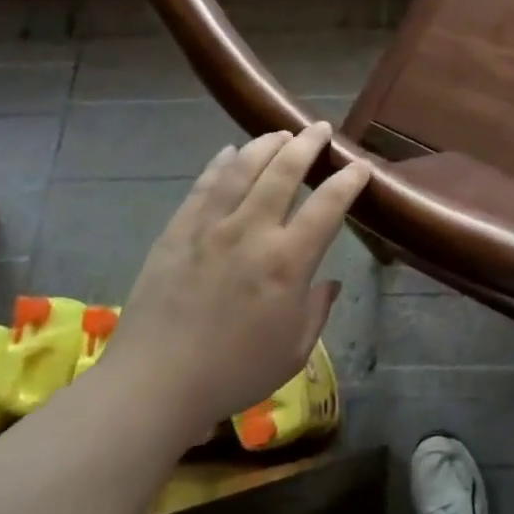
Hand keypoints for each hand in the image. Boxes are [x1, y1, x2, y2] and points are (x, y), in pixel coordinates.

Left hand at [112, 122, 370, 428]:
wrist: (154, 384)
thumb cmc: (234, 373)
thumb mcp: (294, 350)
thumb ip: (317, 309)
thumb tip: (330, 282)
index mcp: (288, 261)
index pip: (328, 205)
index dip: (348, 180)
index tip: (359, 166)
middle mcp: (252, 231)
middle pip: (284, 171)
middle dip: (307, 144)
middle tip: (320, 129)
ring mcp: (211, 227)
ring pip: (242, 168)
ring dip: (266, 144)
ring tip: (280, 133)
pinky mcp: (177, 232)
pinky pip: (203, 186)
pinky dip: (220, 164)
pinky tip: (229, 152)